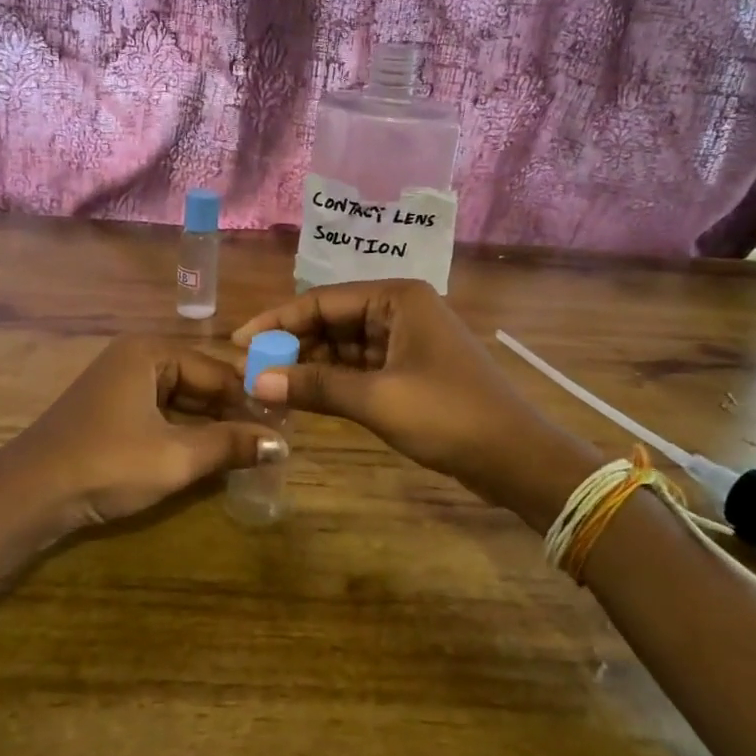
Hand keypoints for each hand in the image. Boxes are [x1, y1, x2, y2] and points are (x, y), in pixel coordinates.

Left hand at [0, 336, 286, 530]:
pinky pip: (160, 413)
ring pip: (180, 399)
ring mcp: (119, 384)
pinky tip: (208, 454)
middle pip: (199, 380)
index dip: (252, 398)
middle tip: (271, 439)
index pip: (217, 370)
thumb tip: (281, 444)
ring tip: (248, 449)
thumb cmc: (106, 464)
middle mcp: (136, 358)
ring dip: (210, 424)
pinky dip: (185, 432)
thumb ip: (230, 446)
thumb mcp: (175, 457)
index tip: (285, 424)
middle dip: (233, 411)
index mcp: (151, 352)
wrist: (26, 496)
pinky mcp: (110, 411)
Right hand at [233, 281, 602, 528]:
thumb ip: (315, 386)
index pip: (321, 300)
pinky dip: (333, 380)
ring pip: (344, 345)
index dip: (277, 321)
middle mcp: (399, 309)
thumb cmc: (448, 416)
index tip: (239, 342)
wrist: (516, 457)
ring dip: (310, 364)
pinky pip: (360, 366)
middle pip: (331, 320)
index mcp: (396, 298)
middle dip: (292, 344)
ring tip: (268, 383)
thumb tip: (253, 380)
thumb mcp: (377, 399)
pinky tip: (303, 395)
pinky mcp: (410, 369)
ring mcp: (406, 339)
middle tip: (249, 369)